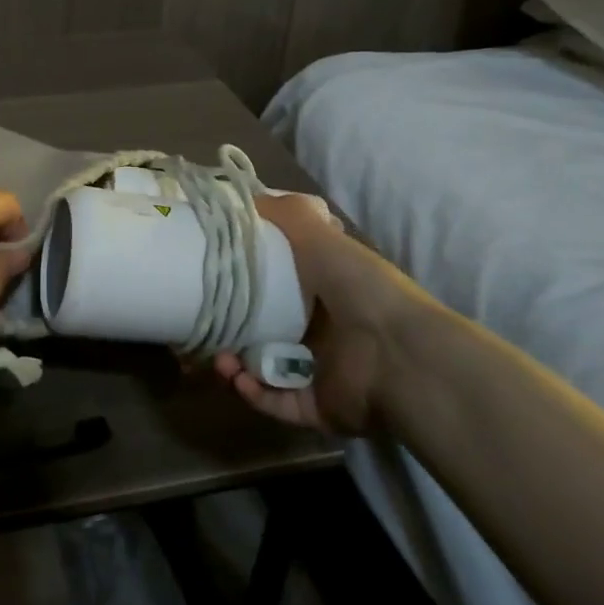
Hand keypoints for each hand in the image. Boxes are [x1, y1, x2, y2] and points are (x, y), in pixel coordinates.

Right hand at [211, 193, 434, 434]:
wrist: (399, 356)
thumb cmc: (359, 288)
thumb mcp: (322, 238)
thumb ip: (289, 215)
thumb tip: (250, 197)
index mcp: (326, 290)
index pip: (279, 283)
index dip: (247, 279)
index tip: (215, 274)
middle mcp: (322, 330)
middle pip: (265, 327)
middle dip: (232, 327)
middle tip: (204, 321)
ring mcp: (319, 371)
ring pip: (263, 368)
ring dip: (235, 364)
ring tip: (219, 358)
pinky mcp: (315, 406)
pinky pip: (274, 401)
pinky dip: (253, 392)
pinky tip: (236, 377)